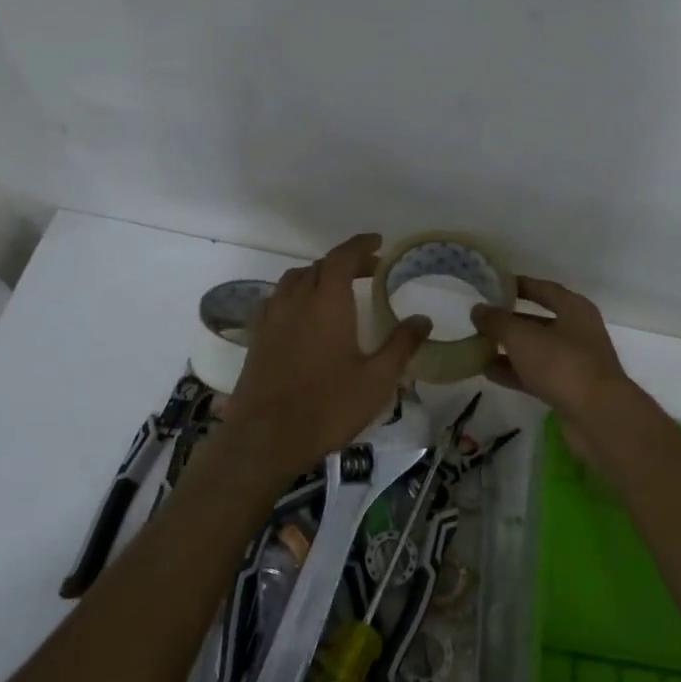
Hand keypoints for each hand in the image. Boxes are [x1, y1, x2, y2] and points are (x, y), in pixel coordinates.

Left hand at [220, 234, 430, 476]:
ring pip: (294, 280)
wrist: (265, 439)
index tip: (378, 243)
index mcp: (327, 303)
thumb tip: (423, 319)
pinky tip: (305, 315)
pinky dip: (296, 294)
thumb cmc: (328, 407)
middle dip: (345, 262)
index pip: (342, 257)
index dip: (360, 245)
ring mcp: (272, 319)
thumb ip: (401, 345)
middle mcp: (296, 301)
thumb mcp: (377, 379)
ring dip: (318, 275)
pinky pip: (277, 300)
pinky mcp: (257, 338)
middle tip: (370, 270)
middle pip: (319, 266)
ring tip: (338, 288)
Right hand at [471, 277, 630, 423]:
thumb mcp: (522, 337)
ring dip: (509, 349)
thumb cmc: (562, 363)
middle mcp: (577, 332)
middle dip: (509, 321)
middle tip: (480, 321)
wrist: (597, 416)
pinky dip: (514, 372)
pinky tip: (488, 373)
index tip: (493, 286)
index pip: (543, 289)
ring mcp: (575, 362)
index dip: (519, 285)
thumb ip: (497, 321)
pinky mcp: (569, 389)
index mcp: (574, 309)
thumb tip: (478, 310)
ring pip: (536, 350)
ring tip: (477, 347)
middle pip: (538, 321)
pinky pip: (536, 374)